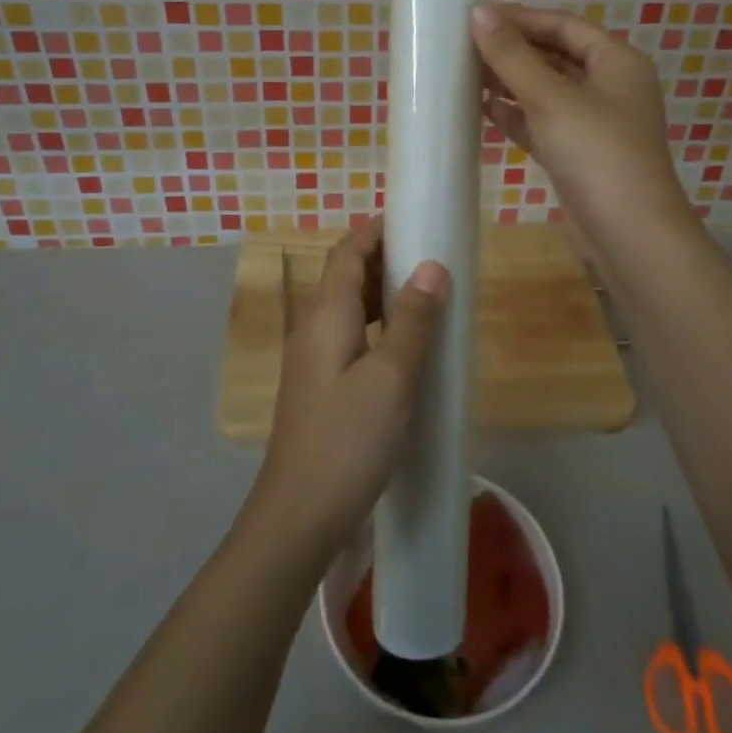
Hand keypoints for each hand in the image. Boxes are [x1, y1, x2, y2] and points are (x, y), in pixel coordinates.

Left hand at [246, 217, 449, 563]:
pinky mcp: (320, 387)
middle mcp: (314, 328)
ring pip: (349, 309)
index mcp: (327, 315)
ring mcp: (313, 360)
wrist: (299, 515)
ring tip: (427, 294)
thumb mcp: (392, 376)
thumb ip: (412, 319)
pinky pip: (351, 338)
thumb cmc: (348, 439)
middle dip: (384, 258)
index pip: (347, 252)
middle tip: (431, 255)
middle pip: (346, 276)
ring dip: (383, 293)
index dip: (375, 230)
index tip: (413, 217)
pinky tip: (406, 347)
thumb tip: (431, 266)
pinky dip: (379, 327)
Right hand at [471, 3, 692, 256]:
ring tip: (465, 75)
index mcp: (617, 61)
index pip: (563, 25)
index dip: (520, 18)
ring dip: (510, 83)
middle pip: (555, 56)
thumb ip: (512, 55)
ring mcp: (595, 123)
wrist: (629, 235)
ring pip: (546, 91)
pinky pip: (543, 123)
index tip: (475, 17)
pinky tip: (484, 111)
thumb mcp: (551, 98)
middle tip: (463, 47)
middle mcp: (610, 86)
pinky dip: (517, 116)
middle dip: (512, 51)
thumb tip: (479, 12)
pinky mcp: (579, 155)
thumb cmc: (596, 153)